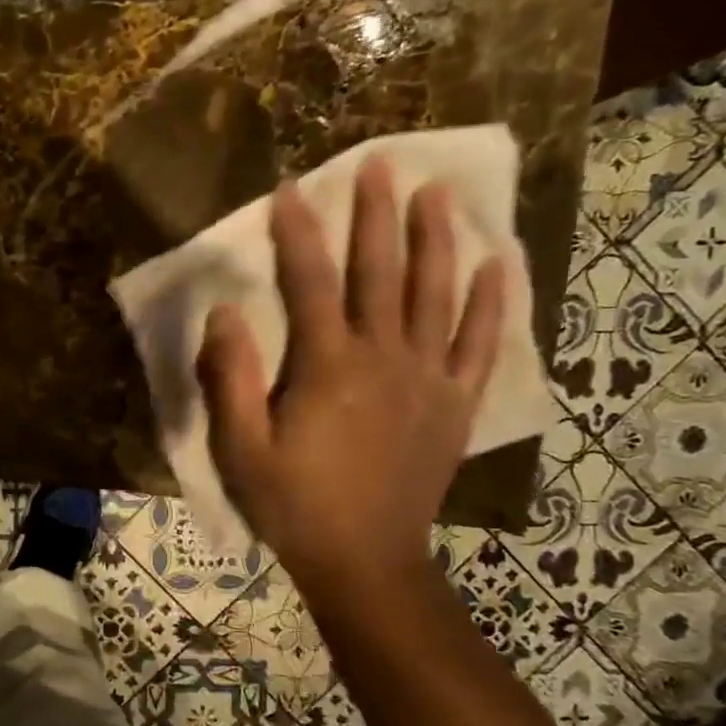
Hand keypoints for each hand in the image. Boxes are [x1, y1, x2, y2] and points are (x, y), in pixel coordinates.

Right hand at [195, 159, 504, 602]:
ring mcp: (428, 378)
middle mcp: (384, 358)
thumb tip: (227, 313)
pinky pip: (478, 342)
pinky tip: (498, 263)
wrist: (364, 560)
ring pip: (436, 294)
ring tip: (438, 192)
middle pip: (382, 272)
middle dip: (376, 216)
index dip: (298, 234)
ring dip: (437, 239)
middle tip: (379, 164)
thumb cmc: (293, 505)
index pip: (311, 283)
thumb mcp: (241, 449)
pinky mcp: (455, 403)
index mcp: (327, 367)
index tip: (289, 191)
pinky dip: (491, 301)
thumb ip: (230, 379)